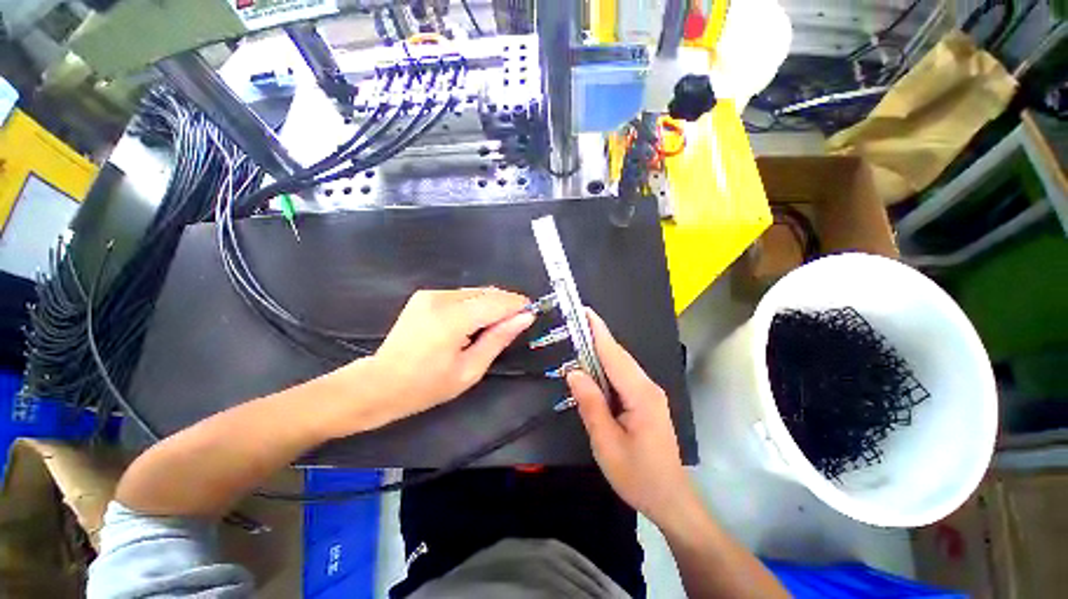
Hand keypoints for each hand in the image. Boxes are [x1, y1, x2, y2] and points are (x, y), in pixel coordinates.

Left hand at [328, 288, 534, 433]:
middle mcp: (442, 298)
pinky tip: (474, 322)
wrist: (379, 384)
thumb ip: (498, 339)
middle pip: (487, 292)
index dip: (518, 305)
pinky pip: (462, 295)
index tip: (531, 314)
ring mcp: (431, 294)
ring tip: (495, 326)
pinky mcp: (425, 296)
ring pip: (476, 292)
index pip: (497, 302)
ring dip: (491, 304)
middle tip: (516, 323)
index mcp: (453, 319)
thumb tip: (525, 317)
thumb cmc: (426, 386)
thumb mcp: (470, 370)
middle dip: (506, 304)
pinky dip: (475, 305)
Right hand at [566, 310, 695, 526]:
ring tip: (578, 340)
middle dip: (597, 337)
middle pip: (618, 355)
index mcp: (640, 394)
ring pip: (621, 365)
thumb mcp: (606, 442)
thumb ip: (590, 403)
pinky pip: (623, 376)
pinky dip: (606, 367)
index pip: (614, 354)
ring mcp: (649, 393)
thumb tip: (573, 372)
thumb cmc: (637, 475)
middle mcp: (648, 386)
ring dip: (600, 351)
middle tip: (574, 323)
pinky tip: (593, 369)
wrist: (669, 499)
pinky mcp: (646, 400)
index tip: (584, 311)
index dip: (598, 331)